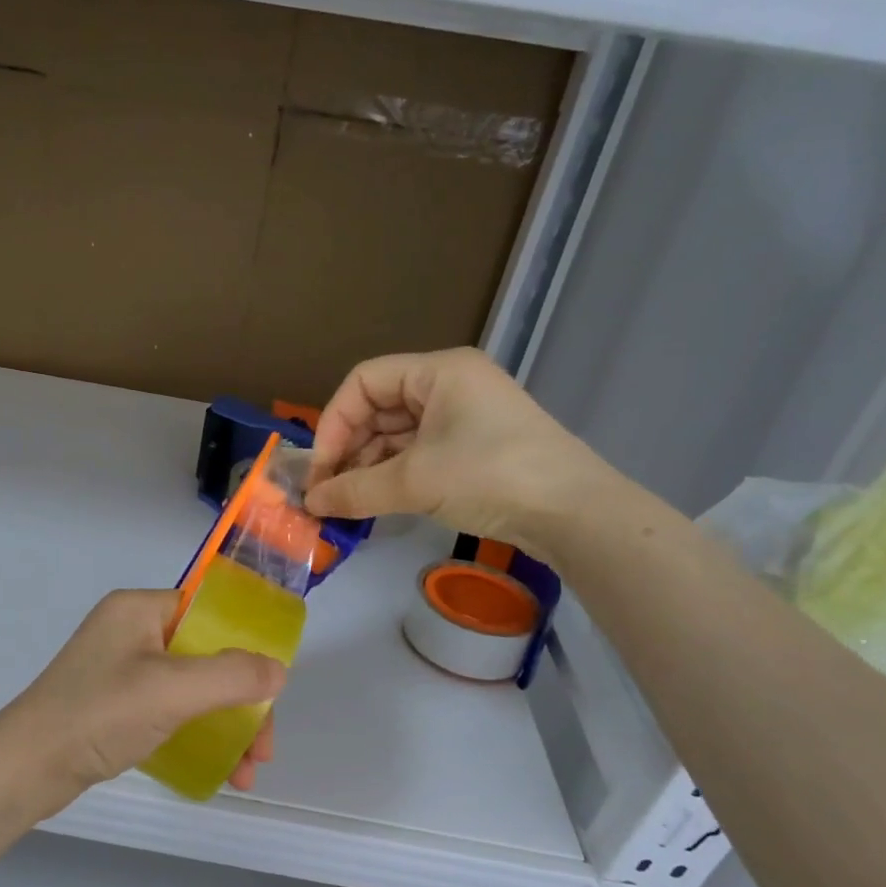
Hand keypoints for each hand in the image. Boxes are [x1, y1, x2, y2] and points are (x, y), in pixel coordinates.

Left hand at [0, 590, 286, 817]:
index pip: (208, 613)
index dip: (245, 647)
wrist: (25, 768)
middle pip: (205, 655)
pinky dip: (196, 733)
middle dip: (241, 702)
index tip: (270, 692)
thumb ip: (232, 676)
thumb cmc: (99, 715)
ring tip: (247, 773)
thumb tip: (278, 670)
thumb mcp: (172, 690)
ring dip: (224, 725)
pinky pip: (168, 708)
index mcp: (138, 609)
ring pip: (190, 687)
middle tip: (262, 750)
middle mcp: (130, 630)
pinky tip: (217, 769)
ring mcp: (120, 668)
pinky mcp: (113, 702)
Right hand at [303, 348, 616, 566]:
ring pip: (397, 434)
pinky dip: (394, 475)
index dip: (334, 423)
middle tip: (328, 493)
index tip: (320, 469)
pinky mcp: (474, 447)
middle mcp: (450, 385)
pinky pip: (418, 453)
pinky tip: (377, 502)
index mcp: (438, 372)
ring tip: (349, 503)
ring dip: (368, 467)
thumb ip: (354, 489)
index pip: (363, 381)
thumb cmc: (490, 475)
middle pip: (379, 408)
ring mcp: (465, 417)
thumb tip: (310, 503)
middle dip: (349, 450)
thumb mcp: (414, 481)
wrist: (575, 514)